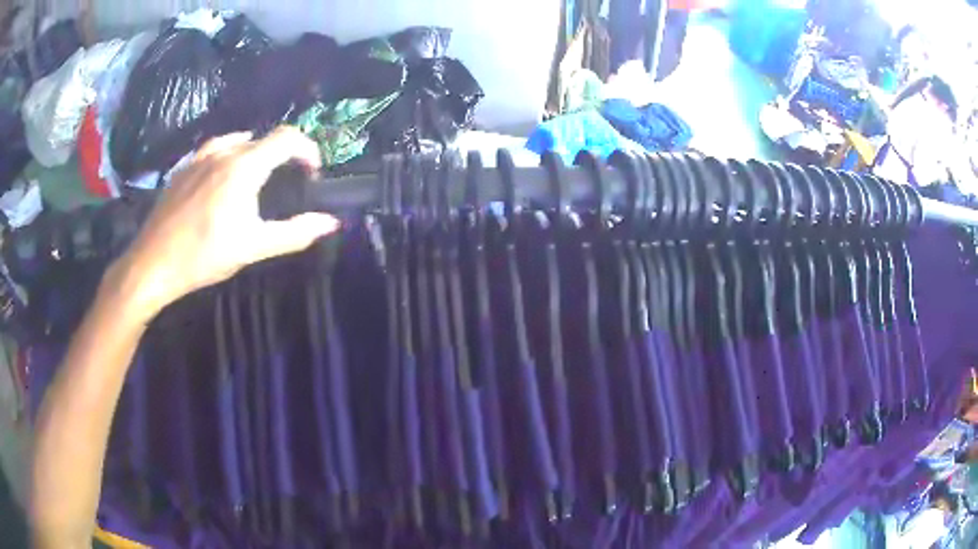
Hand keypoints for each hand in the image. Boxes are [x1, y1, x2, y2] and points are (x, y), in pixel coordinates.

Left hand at [111, 126, 339, 321]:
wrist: (153, 263)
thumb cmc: (204, 255)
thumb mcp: (253, 247)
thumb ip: (295, 233)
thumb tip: (331, 223)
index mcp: (244, 166)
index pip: (287, 138)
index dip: (307, 149)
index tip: (312, 173)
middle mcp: (224, 152)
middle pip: (263, 139)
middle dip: (282, 155)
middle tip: (286, 182)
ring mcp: (200, 158)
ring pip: (237, 141)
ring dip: (255, 152)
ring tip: (256, 176)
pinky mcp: (184, 168)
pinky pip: (213, 149)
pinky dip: (228, 155)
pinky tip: (222, 176)